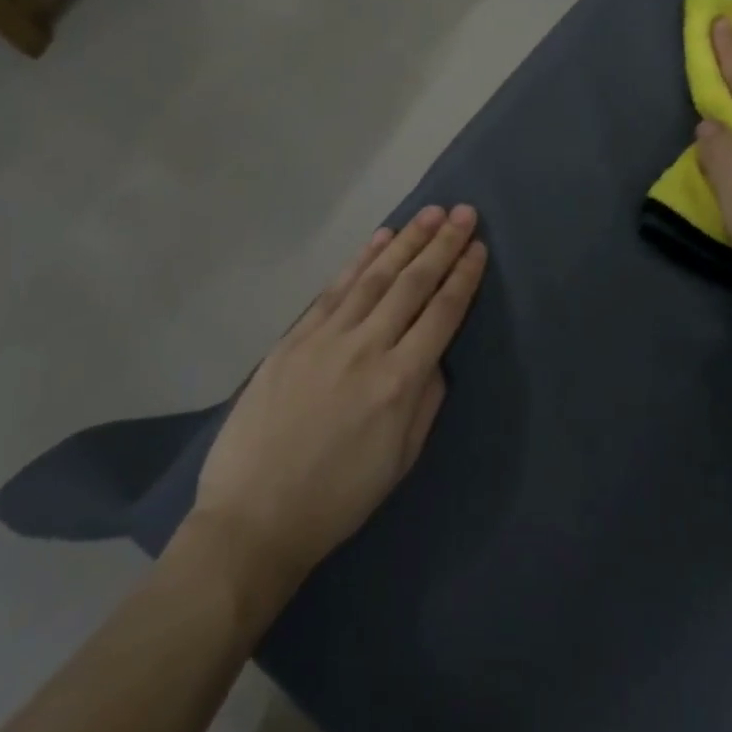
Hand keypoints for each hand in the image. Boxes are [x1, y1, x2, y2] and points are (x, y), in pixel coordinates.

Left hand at [185, 207, 486, 604]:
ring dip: (406, 241)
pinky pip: (335, 289)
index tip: (478, 247)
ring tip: (429, 214)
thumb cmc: (337, 499)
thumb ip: (426, 401)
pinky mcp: (294, 338)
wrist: (252, 519)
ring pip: (374, 277)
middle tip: (463, 212)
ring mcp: (326, 338)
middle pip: (412, 284)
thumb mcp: (400, 461)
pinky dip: (360, 261)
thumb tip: (435, 356)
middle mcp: (366, 348)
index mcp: (399, 382)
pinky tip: (379, 239)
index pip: (441, 314)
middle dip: (442, 244)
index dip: (463, 277)